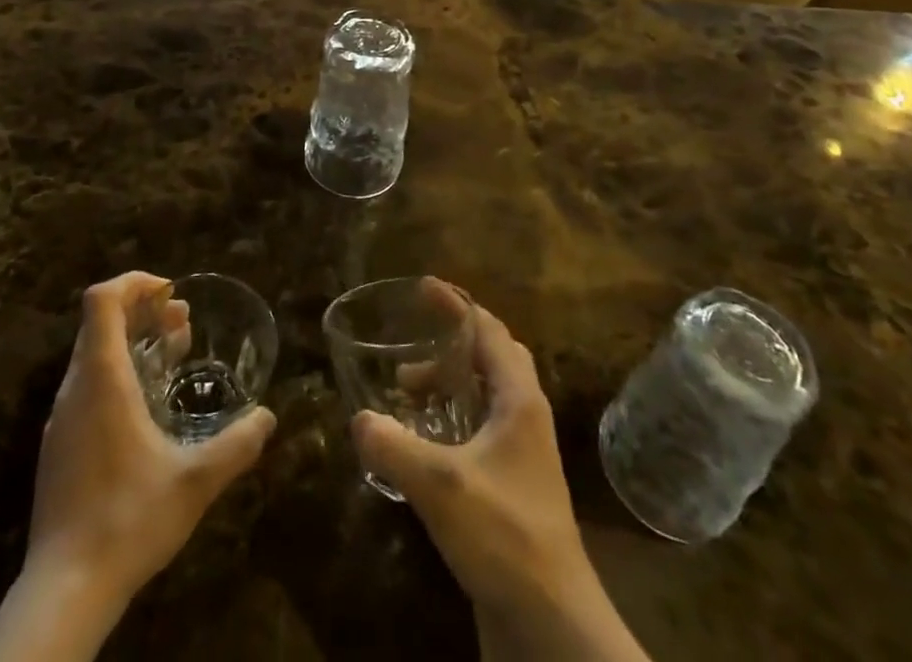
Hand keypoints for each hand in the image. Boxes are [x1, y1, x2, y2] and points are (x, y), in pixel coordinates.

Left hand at [28, 272, 275, 603]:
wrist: (63, 591)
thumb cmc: (127, 520)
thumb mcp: (194, 482)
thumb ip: (236, 445)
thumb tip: (268, 416)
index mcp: (101, 378)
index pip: (102, 299)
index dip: (135, 283)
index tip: (171, 293)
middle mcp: (75, 387)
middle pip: (100, 321)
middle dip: (142, 311)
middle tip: (182, 322)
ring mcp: (62, 417)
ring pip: (93, 353)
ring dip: (132, 341)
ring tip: (173, 354)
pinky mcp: (59, 444)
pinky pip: (87, 383)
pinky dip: (118, 371)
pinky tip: (148, 405)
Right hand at [351, 307, 648, 661]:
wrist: (552, 623)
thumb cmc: (504, 535)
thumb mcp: (440, 485)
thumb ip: (394, 445)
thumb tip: (359, 418)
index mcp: (518, 398)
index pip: (487, 329)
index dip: (455, 305)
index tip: (422, 288)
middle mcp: (525, 415)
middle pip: (492, 354)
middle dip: (451, 340)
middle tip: (414, 337)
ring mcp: (523, 452)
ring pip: (486, 393)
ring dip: (449, 381)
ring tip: (406, 390)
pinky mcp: (514, 484)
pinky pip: (482, 427)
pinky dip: (453, 416)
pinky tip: (422, 439)